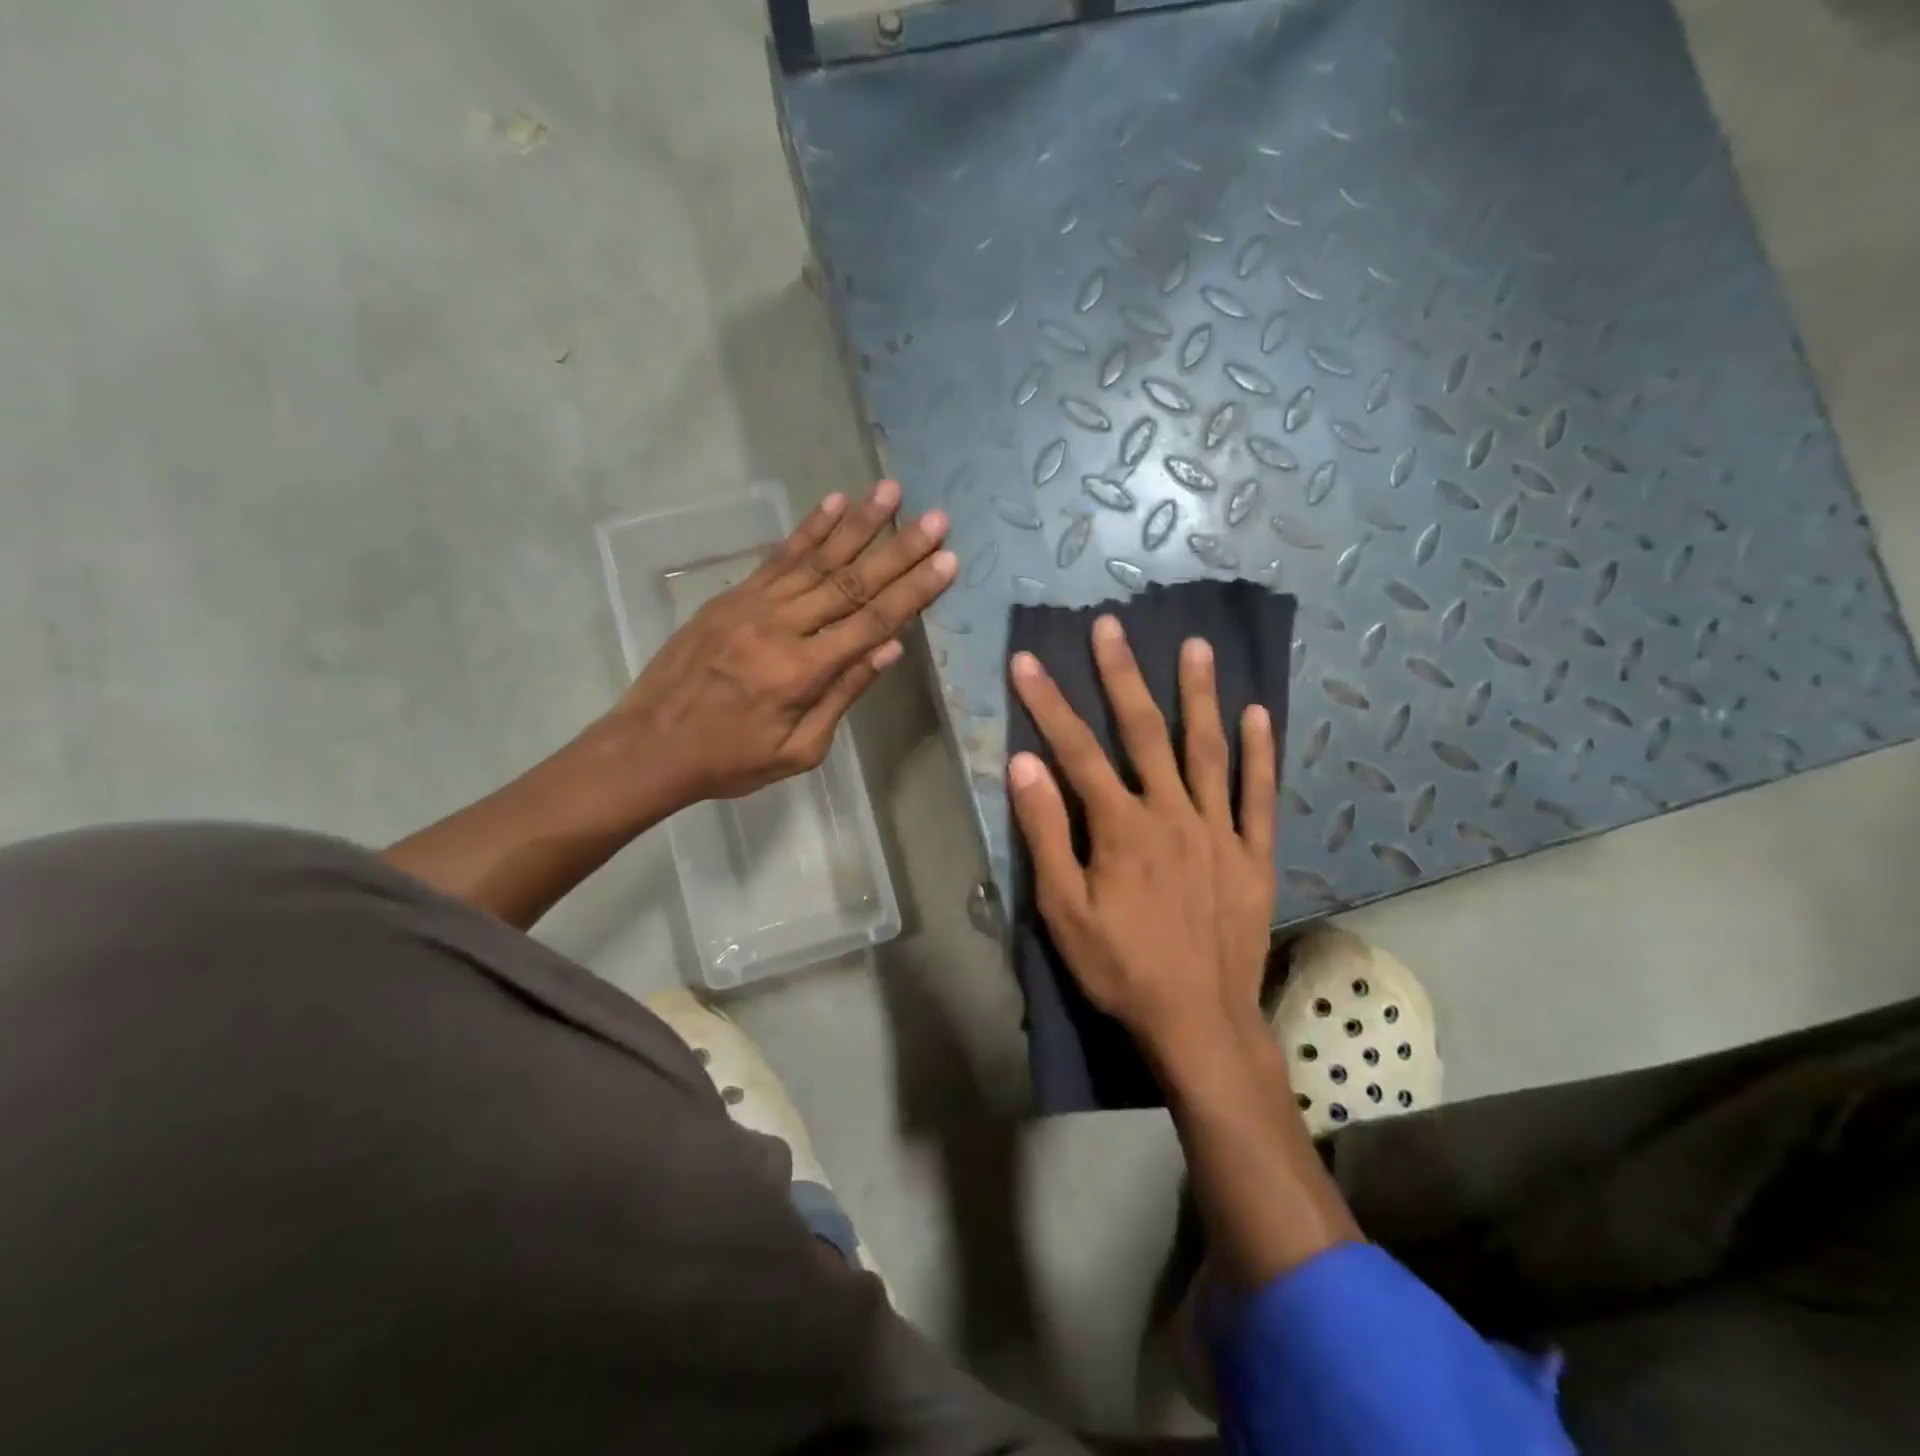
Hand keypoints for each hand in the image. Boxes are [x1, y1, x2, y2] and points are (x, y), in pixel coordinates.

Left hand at [607, 479, 955, 805]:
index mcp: (803, 671)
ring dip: (858, 523)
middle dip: (899, 548)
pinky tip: (833, 502)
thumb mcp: (798, 750)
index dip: (914, 591)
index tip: (947, 561)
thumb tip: (890, 649)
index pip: (872, 621)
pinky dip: (808, 529)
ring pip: (817, 558)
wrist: (649, 746)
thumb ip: (843, 695)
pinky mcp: (733, 596)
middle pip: (852, 581)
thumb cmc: (730, 760)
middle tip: (936, 517)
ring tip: (891, 491)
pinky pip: (778, 557)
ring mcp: (754, 605)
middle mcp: (783, 627)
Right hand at [1007, 615, 1277, 1058]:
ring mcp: (1219, 830)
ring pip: (1208, 750)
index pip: (1077, 751)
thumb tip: (1024, 764)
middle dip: (1122, 676)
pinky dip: (1260, 753)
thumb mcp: (1063, 909)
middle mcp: (1173, 814)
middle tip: (1111, 627)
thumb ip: (1046, 833)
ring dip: (1199, 695)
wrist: (1198, 1022)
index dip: (1049, 704)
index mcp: (1122, 827)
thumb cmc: (1120, 967)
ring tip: (1196, 647)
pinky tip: (1259, 714)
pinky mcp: (1253, 854)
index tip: (1027, 662)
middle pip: (1144, 733)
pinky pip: (1259, 795)